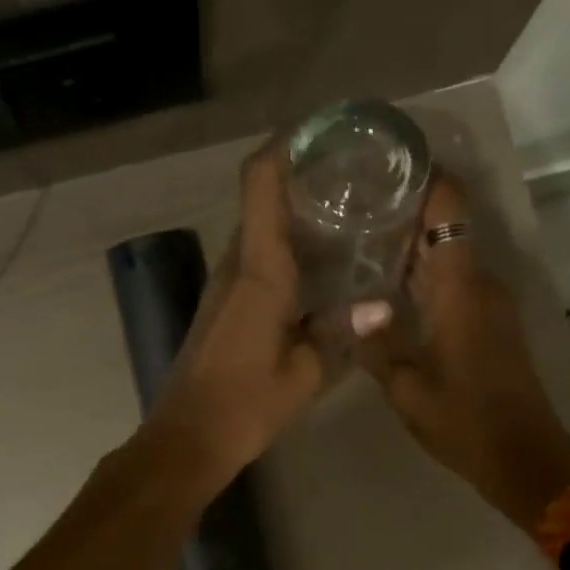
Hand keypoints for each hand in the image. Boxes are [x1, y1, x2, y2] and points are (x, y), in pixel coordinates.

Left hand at [140, 140, 325, 491]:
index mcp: (259, 270)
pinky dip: (284, 248)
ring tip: (346, 213)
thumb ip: (341, 332)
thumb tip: (381, 305)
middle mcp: (235, 265)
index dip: (284, 147)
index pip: (260, 184)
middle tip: (354, 176)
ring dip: (294, 215)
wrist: (188, 437)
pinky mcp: (221, 305)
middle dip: (302, 179)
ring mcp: (223, 284)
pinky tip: (319, 266)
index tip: (320, 131)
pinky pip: (255, 259)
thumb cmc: (246, 404)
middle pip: (263, 201)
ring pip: (259, 231)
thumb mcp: (306, 372)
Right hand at [357, 176, 569, 530]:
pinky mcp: (490, 323)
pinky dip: (423, 274)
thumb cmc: (464, 421)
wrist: (523, 457)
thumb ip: (376, 344)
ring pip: (448, 254)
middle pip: (446, 225)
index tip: (385, 161)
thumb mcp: (406, 388)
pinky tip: (387, 286)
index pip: (448, 208)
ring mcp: (489, 303)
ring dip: (411, 244)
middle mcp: (480, 283)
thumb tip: (354, 309)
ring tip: (359, 238)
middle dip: (404, 210)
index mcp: (461, 287)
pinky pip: (454, 281)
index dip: (423, 176)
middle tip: (352, 204)